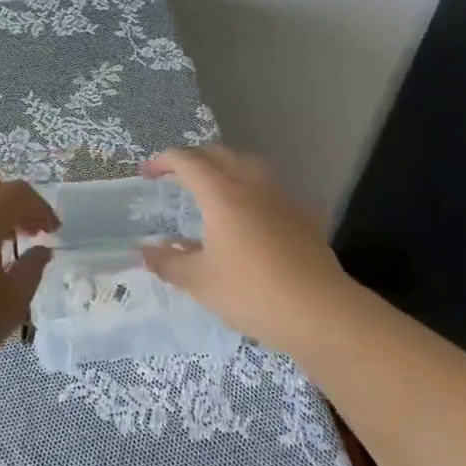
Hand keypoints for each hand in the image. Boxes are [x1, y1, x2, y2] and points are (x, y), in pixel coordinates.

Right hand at [139, 146, 350, 354]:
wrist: (322, 312)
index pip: (187, 161)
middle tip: (175, 174)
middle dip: (193, 158)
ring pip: (248, 164)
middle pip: (218, 154)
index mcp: (221, 194)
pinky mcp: (302, 215)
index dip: (163, 161)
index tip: (147, 173)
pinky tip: (249, 213)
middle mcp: (251, 185)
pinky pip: (269, 187)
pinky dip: (250, 188)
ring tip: (213, 185)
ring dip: (224, 166)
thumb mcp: (200, 283)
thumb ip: (168, 263)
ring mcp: (281, 197)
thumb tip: (143, 252)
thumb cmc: (253, 293)